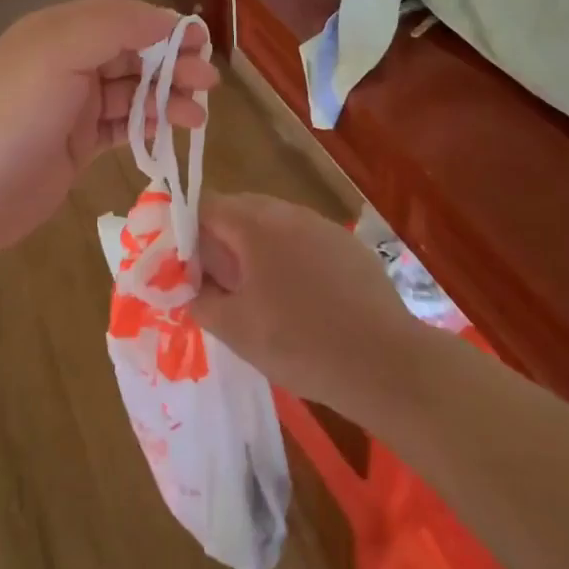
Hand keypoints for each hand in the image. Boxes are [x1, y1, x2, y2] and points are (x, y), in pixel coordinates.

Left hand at [0, 0, 215, 273]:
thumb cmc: (13, 114)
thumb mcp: (58, 53)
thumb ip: (114, 27)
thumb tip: (166, 20)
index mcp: (59, 31)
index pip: (122, 17)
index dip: (162, 26)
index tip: (201, 42)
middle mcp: (67, 62)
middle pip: (132, 54)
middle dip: (172, 64)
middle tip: (207, 82)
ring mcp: (72, 105)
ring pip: (132, 92)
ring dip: (167, 98)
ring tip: (198, 115)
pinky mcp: (77, 144)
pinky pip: (123, 126)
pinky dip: (149, 126)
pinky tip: (171, 132)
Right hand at [191, 194, 419, 412]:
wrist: (385, 363)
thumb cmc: (300, 343)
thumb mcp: (236, 330)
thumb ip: (201, 302)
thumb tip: (190, 290)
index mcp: (256, 224)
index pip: (207, 205)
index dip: (187, 230)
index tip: (182, 263)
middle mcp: (289, 213)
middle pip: (241, 209)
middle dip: (221, 239)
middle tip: (216, 280)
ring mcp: (323, 227)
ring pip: (275, 224)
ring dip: (256, 248)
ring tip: (256, 292)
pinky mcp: (349, 247)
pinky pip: (305, 240)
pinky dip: (290, 258)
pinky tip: (299, 298)